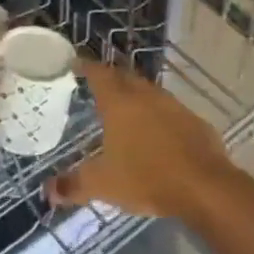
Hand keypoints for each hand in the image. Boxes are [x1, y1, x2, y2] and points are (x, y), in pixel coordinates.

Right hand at [46, 59, 242, 219]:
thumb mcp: (103, 184)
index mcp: (119, 102)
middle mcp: (145, 95)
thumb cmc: (146, 177)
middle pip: (124, 77)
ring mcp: (172, 105)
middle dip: (110, 77)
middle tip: (97, 84)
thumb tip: (48, 191)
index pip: (98, 74)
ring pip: (147, 91)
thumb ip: (74, 185)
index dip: (86, 66)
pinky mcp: (193, 120)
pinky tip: (155, 130)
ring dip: (135, 94)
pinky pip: (168, 109)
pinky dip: (156, 114)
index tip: (75, 63)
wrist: (204, 186)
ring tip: (124, 106)